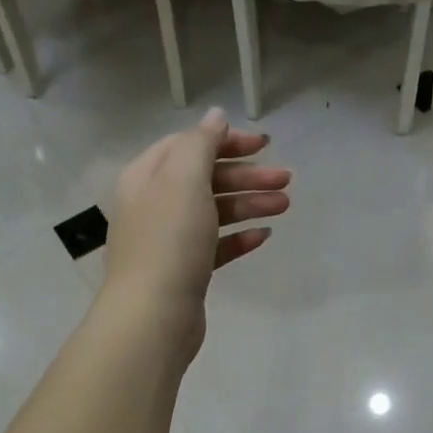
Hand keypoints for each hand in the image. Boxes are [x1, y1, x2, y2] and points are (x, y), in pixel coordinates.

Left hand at [102, 107, 290, 353]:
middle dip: (246, 175)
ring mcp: (169, 240)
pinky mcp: (185, 270)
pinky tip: (263, 237)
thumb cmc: (169, 240)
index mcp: (147, 176)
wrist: (153, 315)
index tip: (264, 145)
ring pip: (214, 211)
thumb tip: (215, 116)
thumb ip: (201, 143)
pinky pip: (216, 246)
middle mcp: (154, 204)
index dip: (225, 141)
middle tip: (286, 179)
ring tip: (284, 206)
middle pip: (205, 178)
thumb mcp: (184, 179)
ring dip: (249, 204)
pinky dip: (239, 237)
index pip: (188, 145)